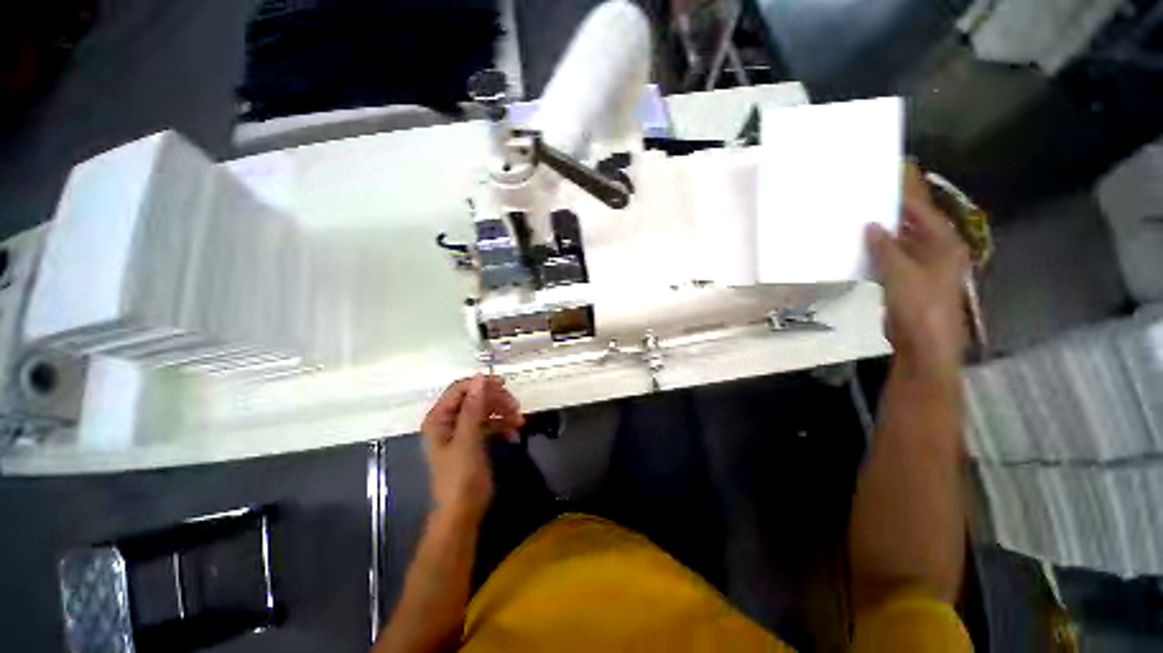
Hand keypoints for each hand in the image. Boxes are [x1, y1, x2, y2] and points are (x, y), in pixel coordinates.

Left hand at [420, 375, 524, 526]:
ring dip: (503, 412)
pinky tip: (514, 433)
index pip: (460, 389)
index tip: (504, 385)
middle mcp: (449, 421)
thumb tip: (480, 378)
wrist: (463, 512)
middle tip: (515, 405)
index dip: (481, 384)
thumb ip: (473, 407)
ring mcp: (462, 431)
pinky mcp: (474, 441)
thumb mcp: (468, 439)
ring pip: (485, 410)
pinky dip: (503, 426)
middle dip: (496, 400)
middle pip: (475, 398)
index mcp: (439, 418)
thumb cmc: (460, 476)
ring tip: (520, 420)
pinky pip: (490, 425)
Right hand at [867, 164, 970, 373]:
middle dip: (896, 207)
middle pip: (915, 221)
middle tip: (874, 189)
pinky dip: (881, 248)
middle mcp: (937, 249)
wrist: (923, 343)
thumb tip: (872, 226)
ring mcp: (923, 265)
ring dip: (886, 228)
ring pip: (903, 239)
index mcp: (943, 243)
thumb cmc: (919, 306)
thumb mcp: (900, 273)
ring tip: (865, 212)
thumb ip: (886, 247)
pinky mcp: (909, 280)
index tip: (893, 170)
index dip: (908, 190)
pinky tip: (865, 243)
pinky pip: (894, 255)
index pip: (922, 209)